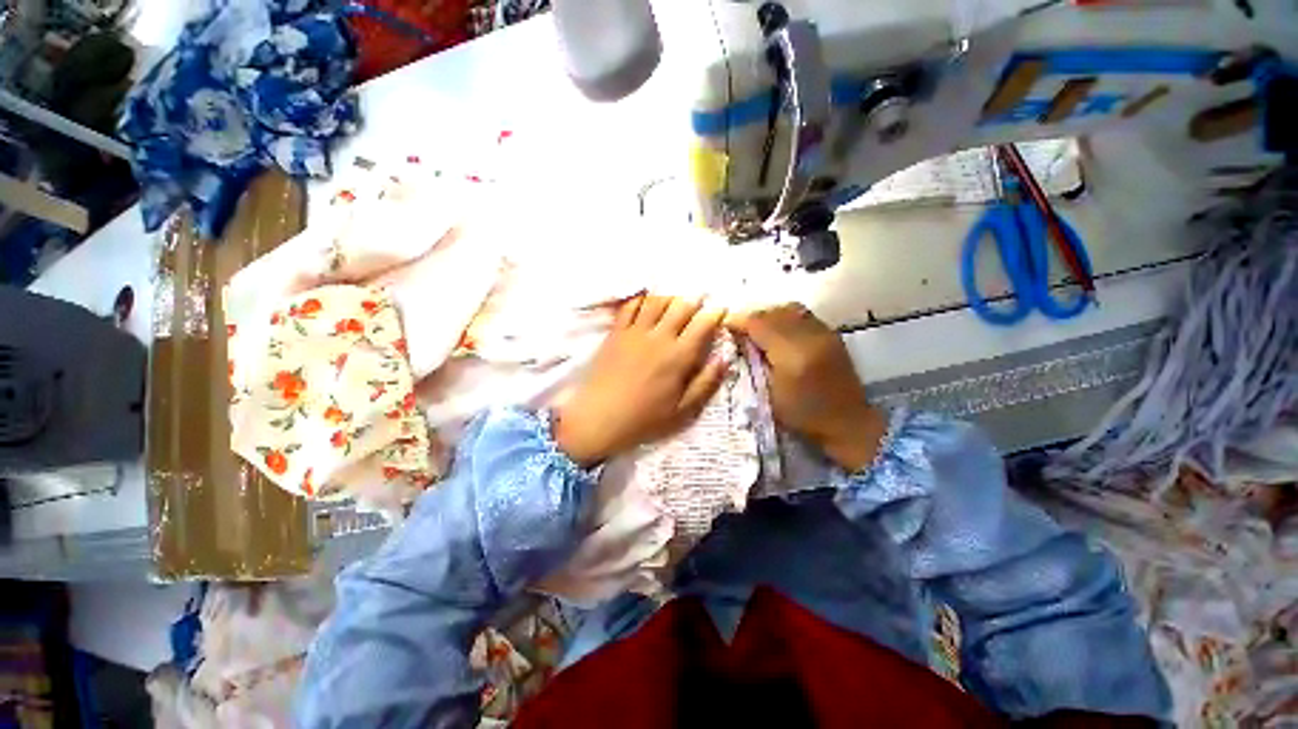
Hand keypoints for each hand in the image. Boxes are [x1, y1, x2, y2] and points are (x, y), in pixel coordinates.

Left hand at [554, 295, 726, 466]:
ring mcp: (635, 332)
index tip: (722, 309)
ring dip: (670, 295)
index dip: (715, 314)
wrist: (598, 419)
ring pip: (656, 301)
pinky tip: (646, 298)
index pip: (702, 325)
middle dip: (695, 299)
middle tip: (701, 298)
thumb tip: (724, 358)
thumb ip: (706, 383)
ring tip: (676, 297)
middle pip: (681, 306)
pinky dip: (641, 298)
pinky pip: (630, 307)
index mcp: (678, 357)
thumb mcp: (682, 410)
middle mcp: (659, 337)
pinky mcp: (616, 333)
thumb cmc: (644, 419)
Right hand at [727, 304, 884, 471]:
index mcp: (792, 356)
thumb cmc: (803, 416)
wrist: (848, 423)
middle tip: (740, 330)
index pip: (759, 324)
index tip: (726, 326)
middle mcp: (810, 337)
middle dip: (752, 317)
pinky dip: (786, 318)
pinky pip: (803, 315)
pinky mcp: (832, 334)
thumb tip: (741, 341)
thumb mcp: (769, 394)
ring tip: (759, 329)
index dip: (739, 321)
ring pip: (790, 309)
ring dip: (770, 316)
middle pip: (774, 313)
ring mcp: (824, 333)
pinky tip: (779, 333)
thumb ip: (755, 363)